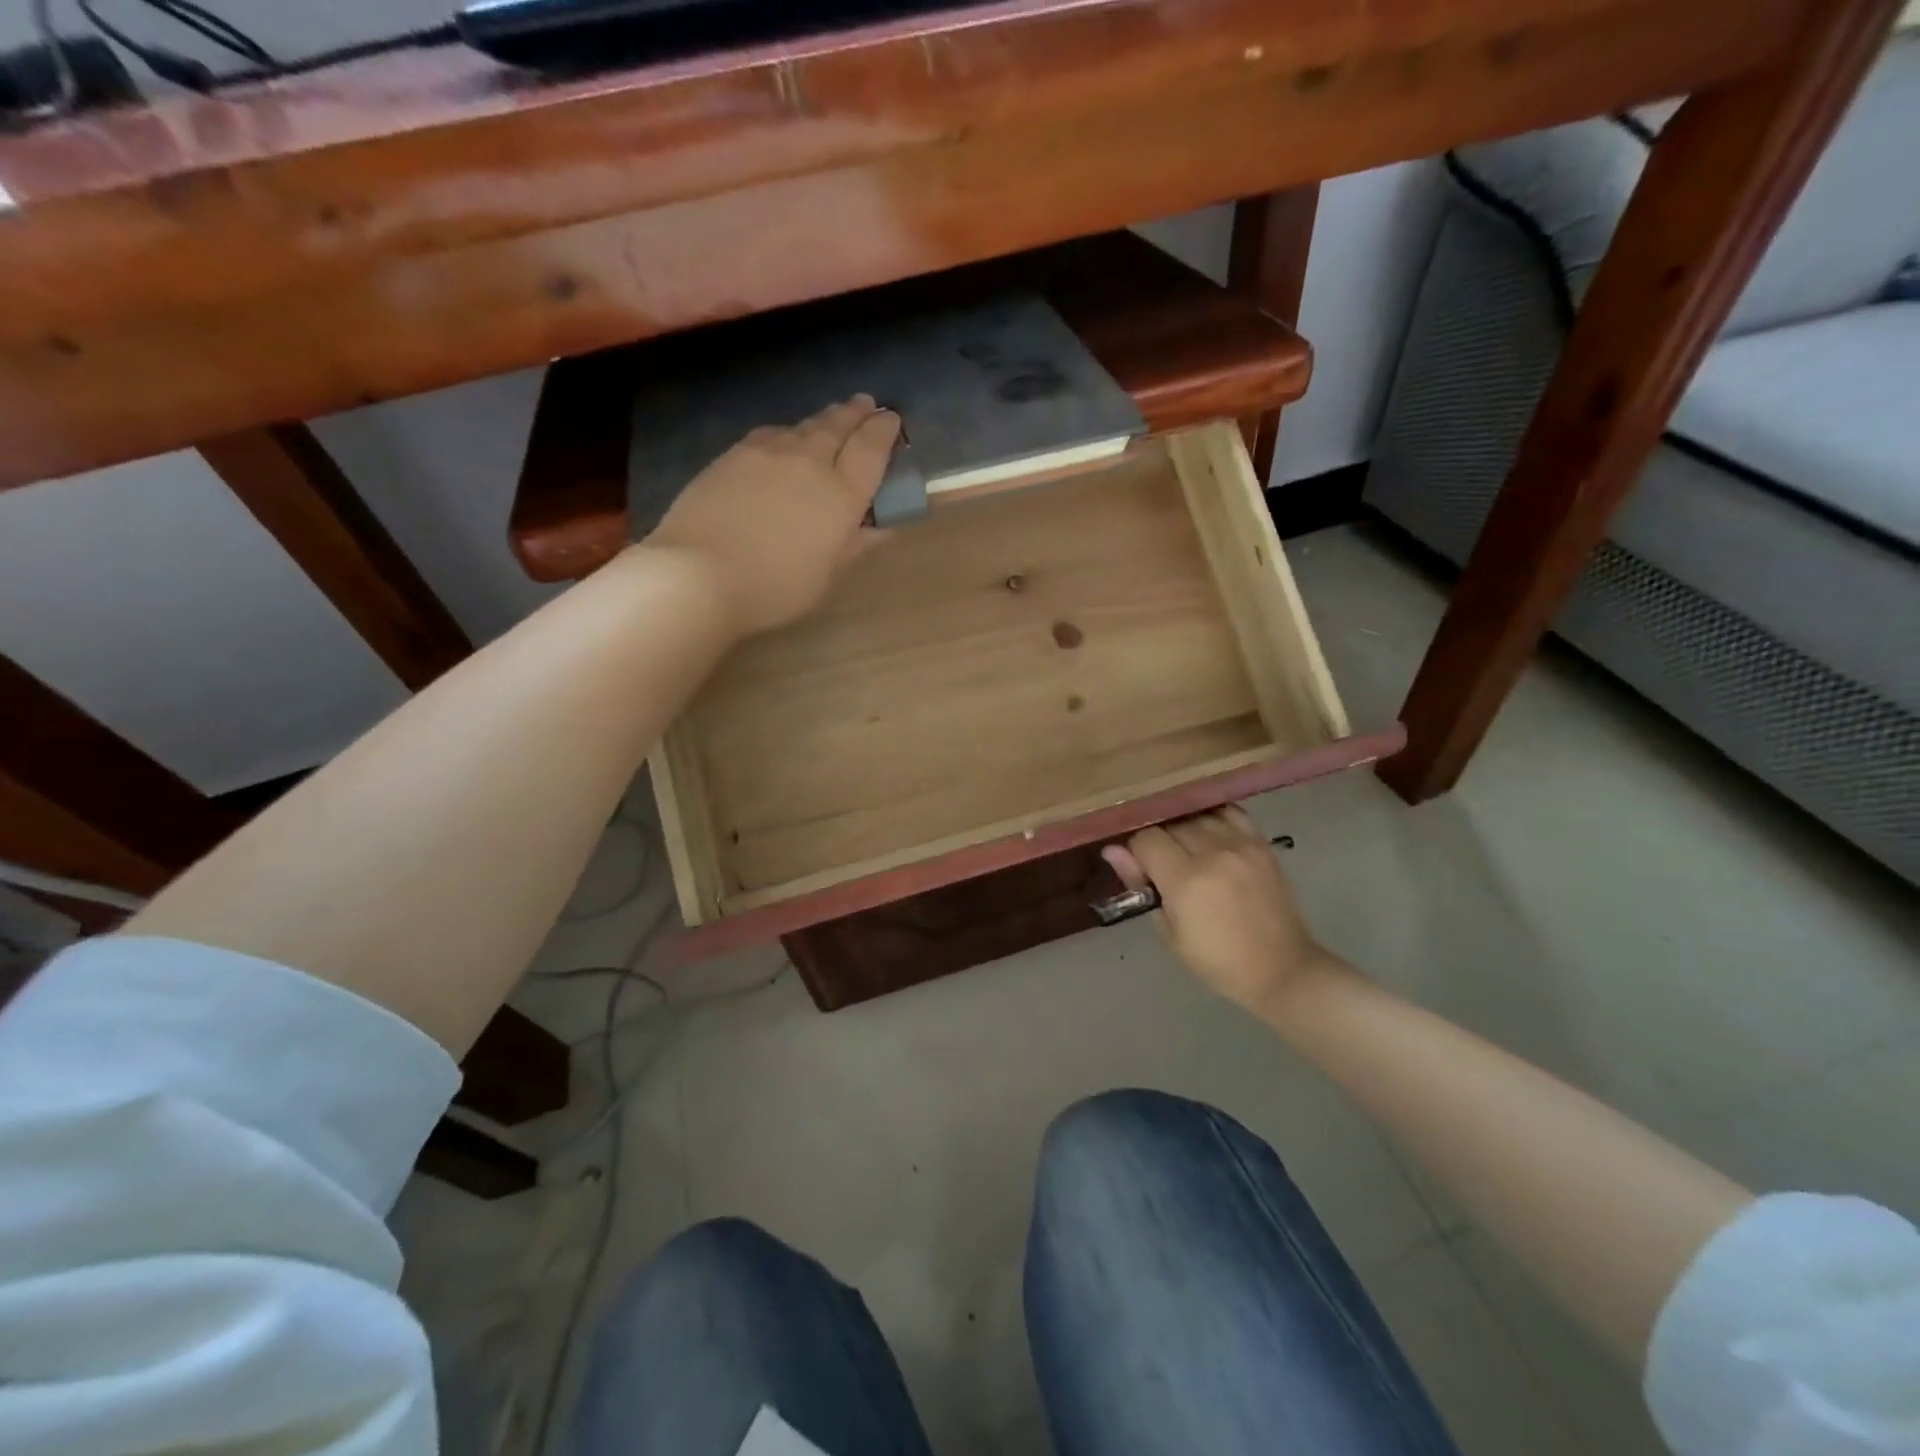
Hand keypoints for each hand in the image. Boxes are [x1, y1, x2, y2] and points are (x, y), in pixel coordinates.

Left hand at [646, 395, 901, 635]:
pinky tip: (784, 440)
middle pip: (838, 426)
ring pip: (803, 427)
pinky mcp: (733, 455)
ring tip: (831, 418)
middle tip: (866, 403)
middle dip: (856, 413)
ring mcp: (767, 453)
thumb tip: (881, 527)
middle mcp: (809, 462)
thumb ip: (854, 544)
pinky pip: (771, 434)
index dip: (885, 430)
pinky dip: (787, 432)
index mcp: (841, 494)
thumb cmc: (774, 586)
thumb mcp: (825, 575)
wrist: (698, 573)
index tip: (892, 419)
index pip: (871, 449)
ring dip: (823, 420)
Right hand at [1102, 806, 1335, 1017]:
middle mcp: (1212, 853)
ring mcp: (1241, 844)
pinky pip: (1229, 812)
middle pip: (1170, 823)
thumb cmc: (1218, 961)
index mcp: (1186, 880)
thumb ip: (1141, 885)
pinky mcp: (1261, 843)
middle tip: (1162, 864)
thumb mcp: (1169, 933)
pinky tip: (1209, 832)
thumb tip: (1112, 850)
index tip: (1141, 870)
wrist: (1282, 969)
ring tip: (1186, 849)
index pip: (1146, 839)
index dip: (1136, 852)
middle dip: (1159, 840)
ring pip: (1197, 814)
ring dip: (1184, 828)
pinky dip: (1213, 817)